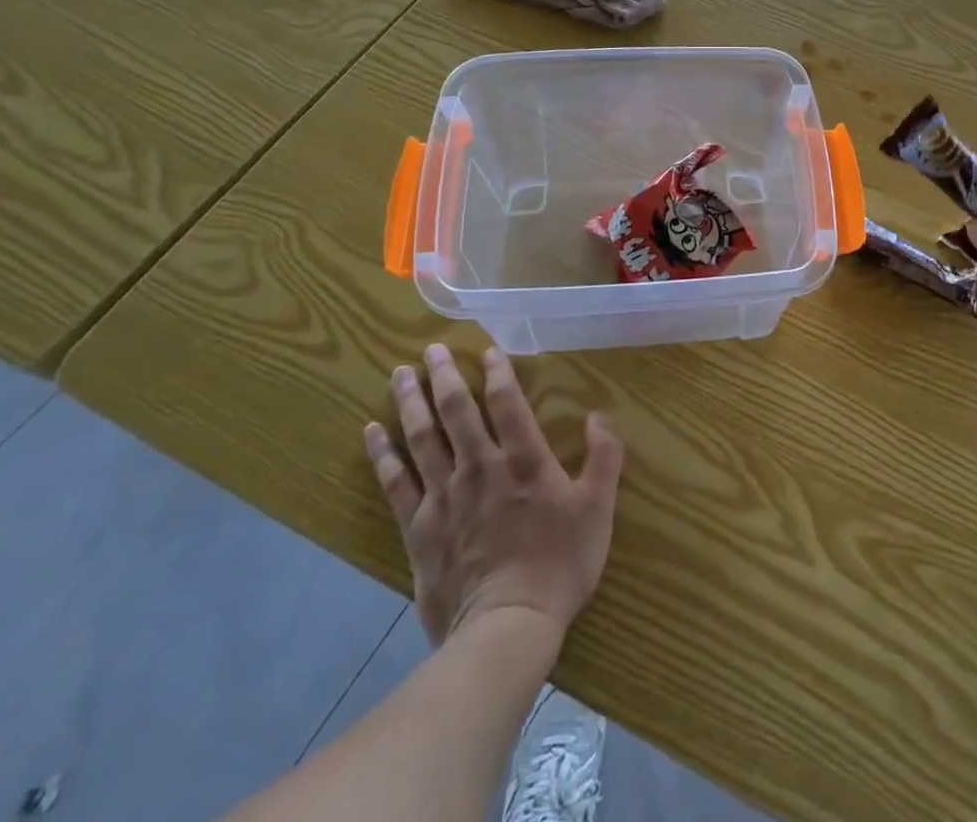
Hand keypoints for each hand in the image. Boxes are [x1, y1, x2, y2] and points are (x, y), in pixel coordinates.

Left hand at [364, 343, 624, 647]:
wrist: (507, 627)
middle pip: (456, 411)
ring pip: (422, 438)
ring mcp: (444, 496)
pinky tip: (372, 432)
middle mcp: (480, 466)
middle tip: (431, 349)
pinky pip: (395, 484)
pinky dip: (382, 455)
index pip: (507, 402)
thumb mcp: (598, 508)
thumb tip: (598, 415)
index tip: (487, 350)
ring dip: (411, 402)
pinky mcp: (419, 528)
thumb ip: (604, 457)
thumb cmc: (560, 563)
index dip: (497, 372)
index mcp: (524, 459)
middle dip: (444, 376)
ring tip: (399, 374)